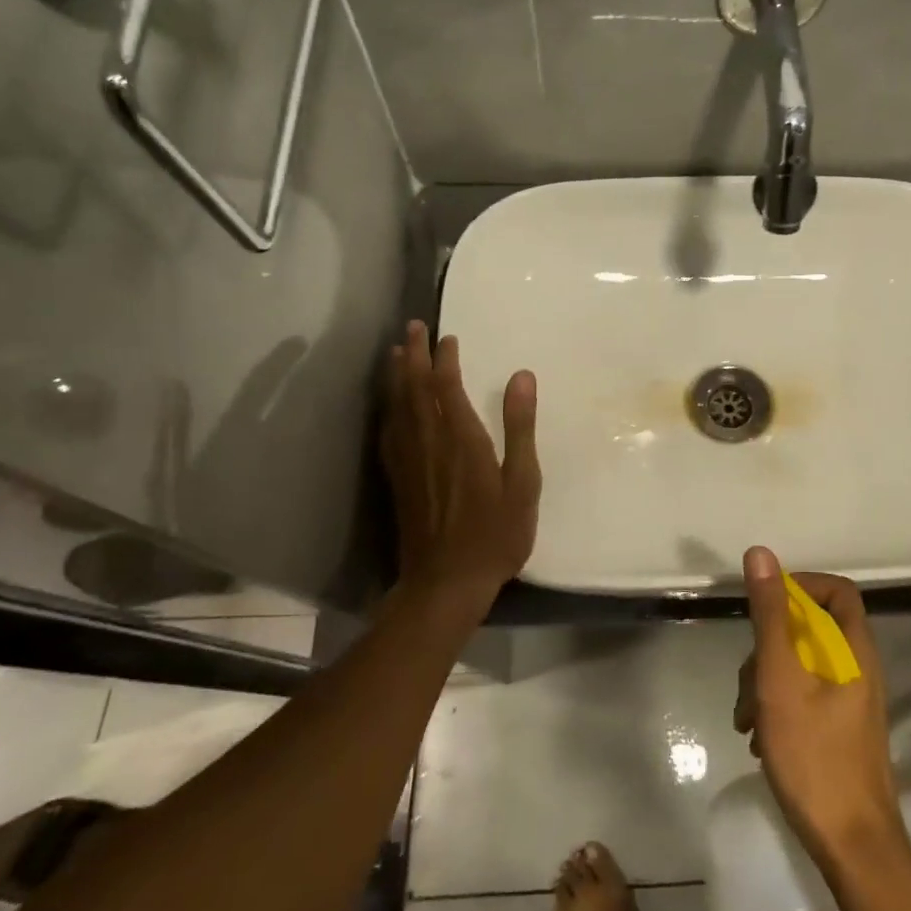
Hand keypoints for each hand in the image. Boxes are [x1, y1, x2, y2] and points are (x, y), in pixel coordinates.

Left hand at [381, 322, 540, 606]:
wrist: (446, 583)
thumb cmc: (495, 534)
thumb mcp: (522, 482)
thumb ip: (520, 427)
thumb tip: (522, 376)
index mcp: (462, 440)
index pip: (447, 387)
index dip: (445, 359)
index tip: (447, 336)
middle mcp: (429, 443)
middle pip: (416, 389)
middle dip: (414, 355)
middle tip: (412, 327)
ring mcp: (408, 462)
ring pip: (397, 407)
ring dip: (397, 376)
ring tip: (396, 352)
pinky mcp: (398, 480)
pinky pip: (389, 432)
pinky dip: (388, 409)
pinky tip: (389, 405)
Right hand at [734, 547, 905, 864]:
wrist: (851, 845)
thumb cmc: (814, 755)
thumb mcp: (780, 678)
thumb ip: (769, 615)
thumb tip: (760, 553)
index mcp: (854, 649)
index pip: (836, 590)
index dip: (800, 586)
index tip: (764, 605)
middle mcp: (858, 667)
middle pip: (811, 628)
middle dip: (769, 647)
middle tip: (747, 682)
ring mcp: (850, 700)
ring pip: (801, 665)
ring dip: (766, 682)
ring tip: (746, 721)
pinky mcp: (840, 728)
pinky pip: (804, 695)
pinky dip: (777, 706)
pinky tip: (758, 738)